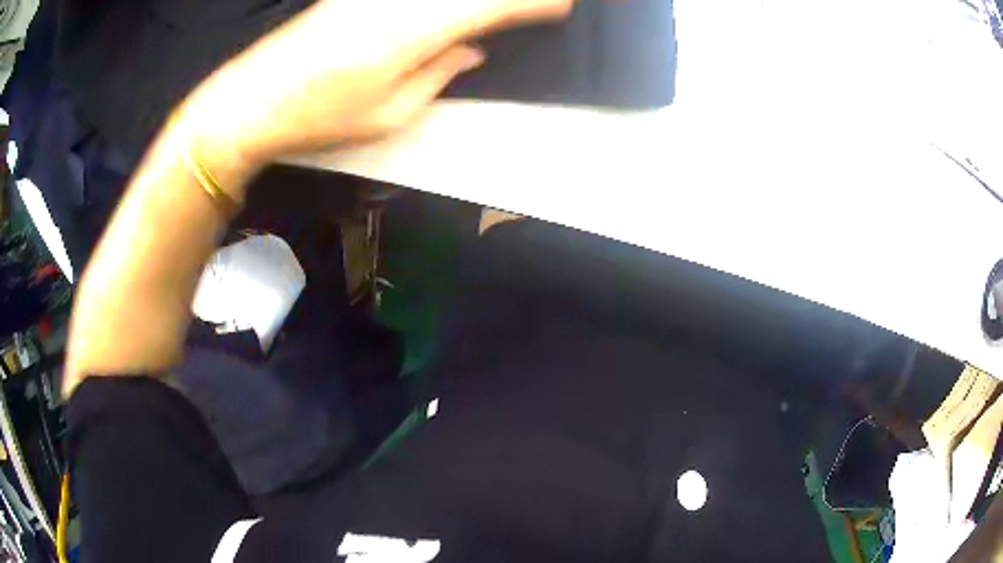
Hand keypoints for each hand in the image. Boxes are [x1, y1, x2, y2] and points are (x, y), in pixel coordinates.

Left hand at [181, 0, 573, 167]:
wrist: (252, 97)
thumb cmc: (320, 115)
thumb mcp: (390, 113)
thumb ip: (439, 74)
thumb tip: (471, 49)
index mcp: (414, 31)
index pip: (490, 6)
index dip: (530, 3)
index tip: (561, 4)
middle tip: (540, 2)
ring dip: (472, 0)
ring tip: (499, 5)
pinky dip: (439, 2)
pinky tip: (446, 11)